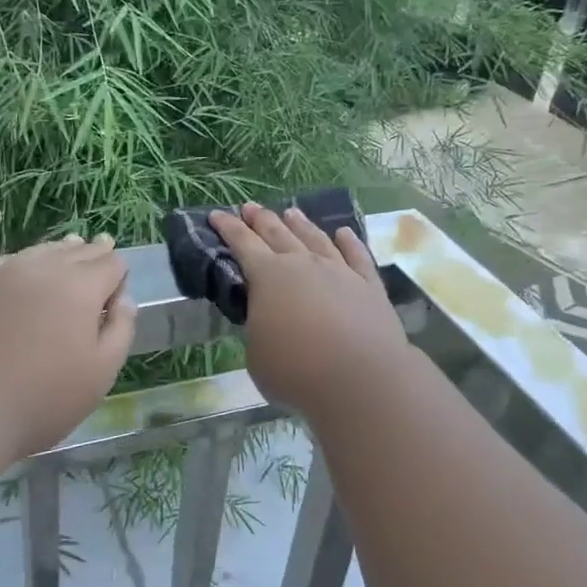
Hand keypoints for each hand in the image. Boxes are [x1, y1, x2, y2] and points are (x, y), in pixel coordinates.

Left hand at [0, 235, 136, 464]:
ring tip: (68, 250)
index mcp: (80, 286)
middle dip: (93, 253)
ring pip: (40, 252)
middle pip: (76, 251)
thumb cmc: (42, 399)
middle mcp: (42, 268)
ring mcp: (1, 274)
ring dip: (59, 253)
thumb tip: (124, 298)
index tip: (118, 288)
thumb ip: (121, 329)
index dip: (119, 274)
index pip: (111, 263)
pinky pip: (6, 264)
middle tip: (102, 248)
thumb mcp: (101, 373)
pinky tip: (21, 272)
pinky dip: (23, 264)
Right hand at [209, 203, 410, 420]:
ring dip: (301, 225)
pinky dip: (350, 242)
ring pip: (316, 239)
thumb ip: (259, 328)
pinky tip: (344, 233)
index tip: (217, 214)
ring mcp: (340, 272)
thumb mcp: (257, 354)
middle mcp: (303, 264)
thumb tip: (266, 318)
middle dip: (261, 219)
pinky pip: (358, 256)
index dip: (228, 228)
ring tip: (292, 212)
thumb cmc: (296, 371)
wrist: (361, 379)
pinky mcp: (370, 286)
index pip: (242, 244)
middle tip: (250, 207)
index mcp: (268, 277)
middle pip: (278, 234)